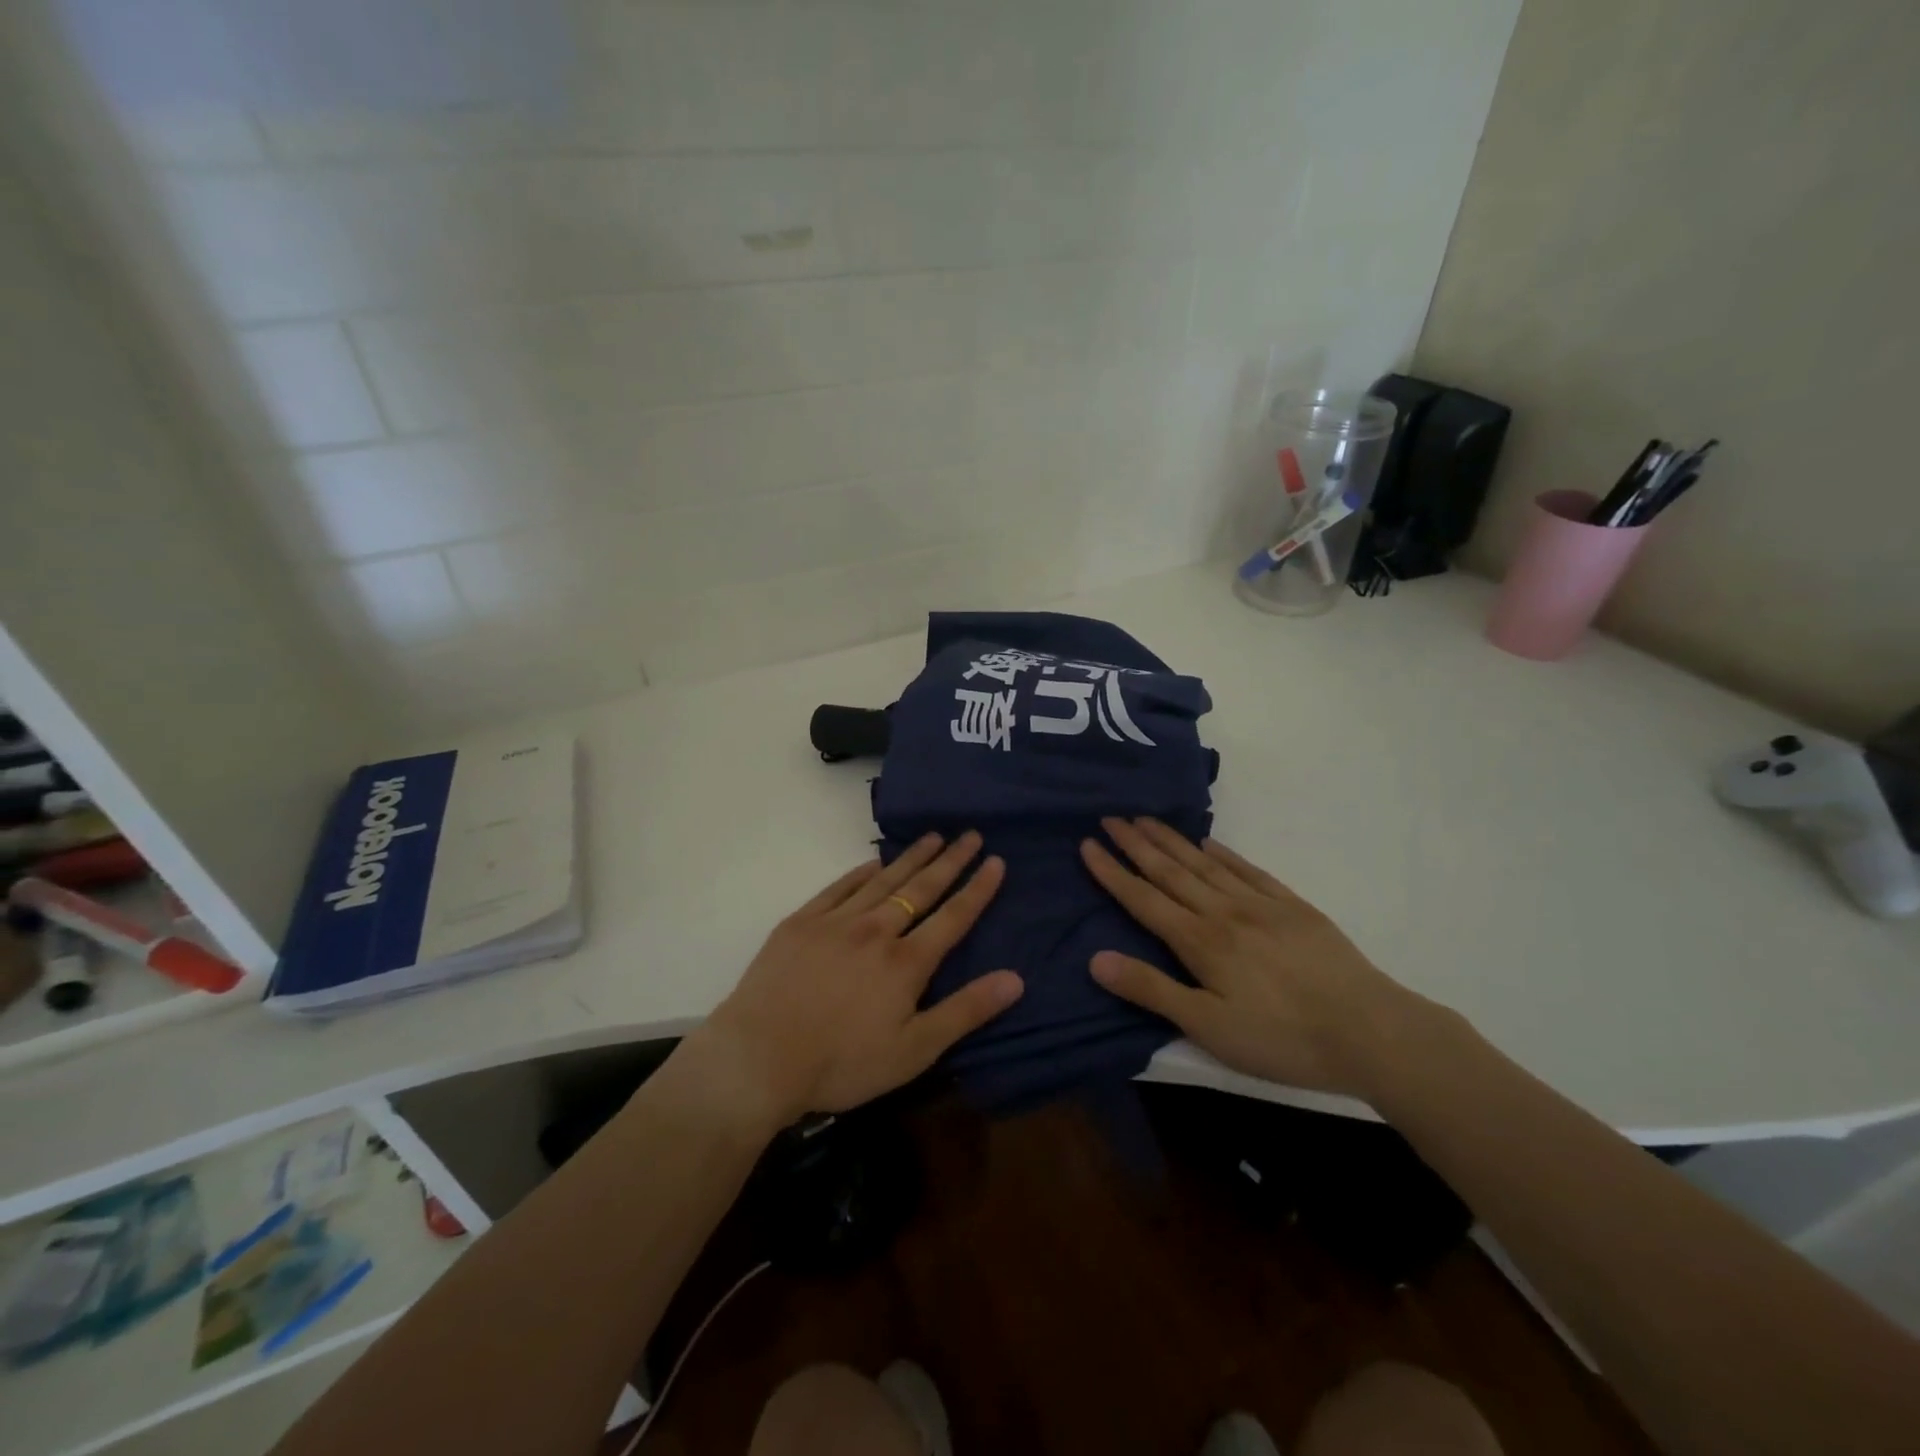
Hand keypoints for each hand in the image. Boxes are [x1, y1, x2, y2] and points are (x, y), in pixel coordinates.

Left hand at [692, 831, 1023, 1125]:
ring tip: (934, 837)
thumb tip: (1016, 978)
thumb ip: (965, 1011)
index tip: (995, 861)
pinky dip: (861, 871)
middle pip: (921, 889)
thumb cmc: (842, 1063)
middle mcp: (876, 930)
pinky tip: (874, 861)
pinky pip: (839, 887)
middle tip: (970, 834)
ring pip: (883, 880)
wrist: (758, 1058)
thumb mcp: (914, 1050)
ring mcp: (835, 922)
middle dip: (950, 861)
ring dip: (911, 857)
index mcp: (906, 962)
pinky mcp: (801, 923)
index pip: (953, 917)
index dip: (977, 889)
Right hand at [1080, 818, 1429, 1097]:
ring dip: (1172, 840)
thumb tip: (1095, 959)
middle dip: (1136, 844)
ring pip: (1205, 864)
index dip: (1112, 872)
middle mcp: (1224, 911)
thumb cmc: (1281, 1038)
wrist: (1371, 1031)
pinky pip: (1248, 870)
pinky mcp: (1293, 907)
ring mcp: (1260, 905)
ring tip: (1146, 819)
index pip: (1144, 899)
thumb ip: (1151, 990)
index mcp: (1200, 941)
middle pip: (1171, 871)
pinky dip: (1223, 853)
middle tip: (1110, 818)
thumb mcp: (1208, 1026)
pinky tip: (1209, 843)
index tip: (1088, 844)